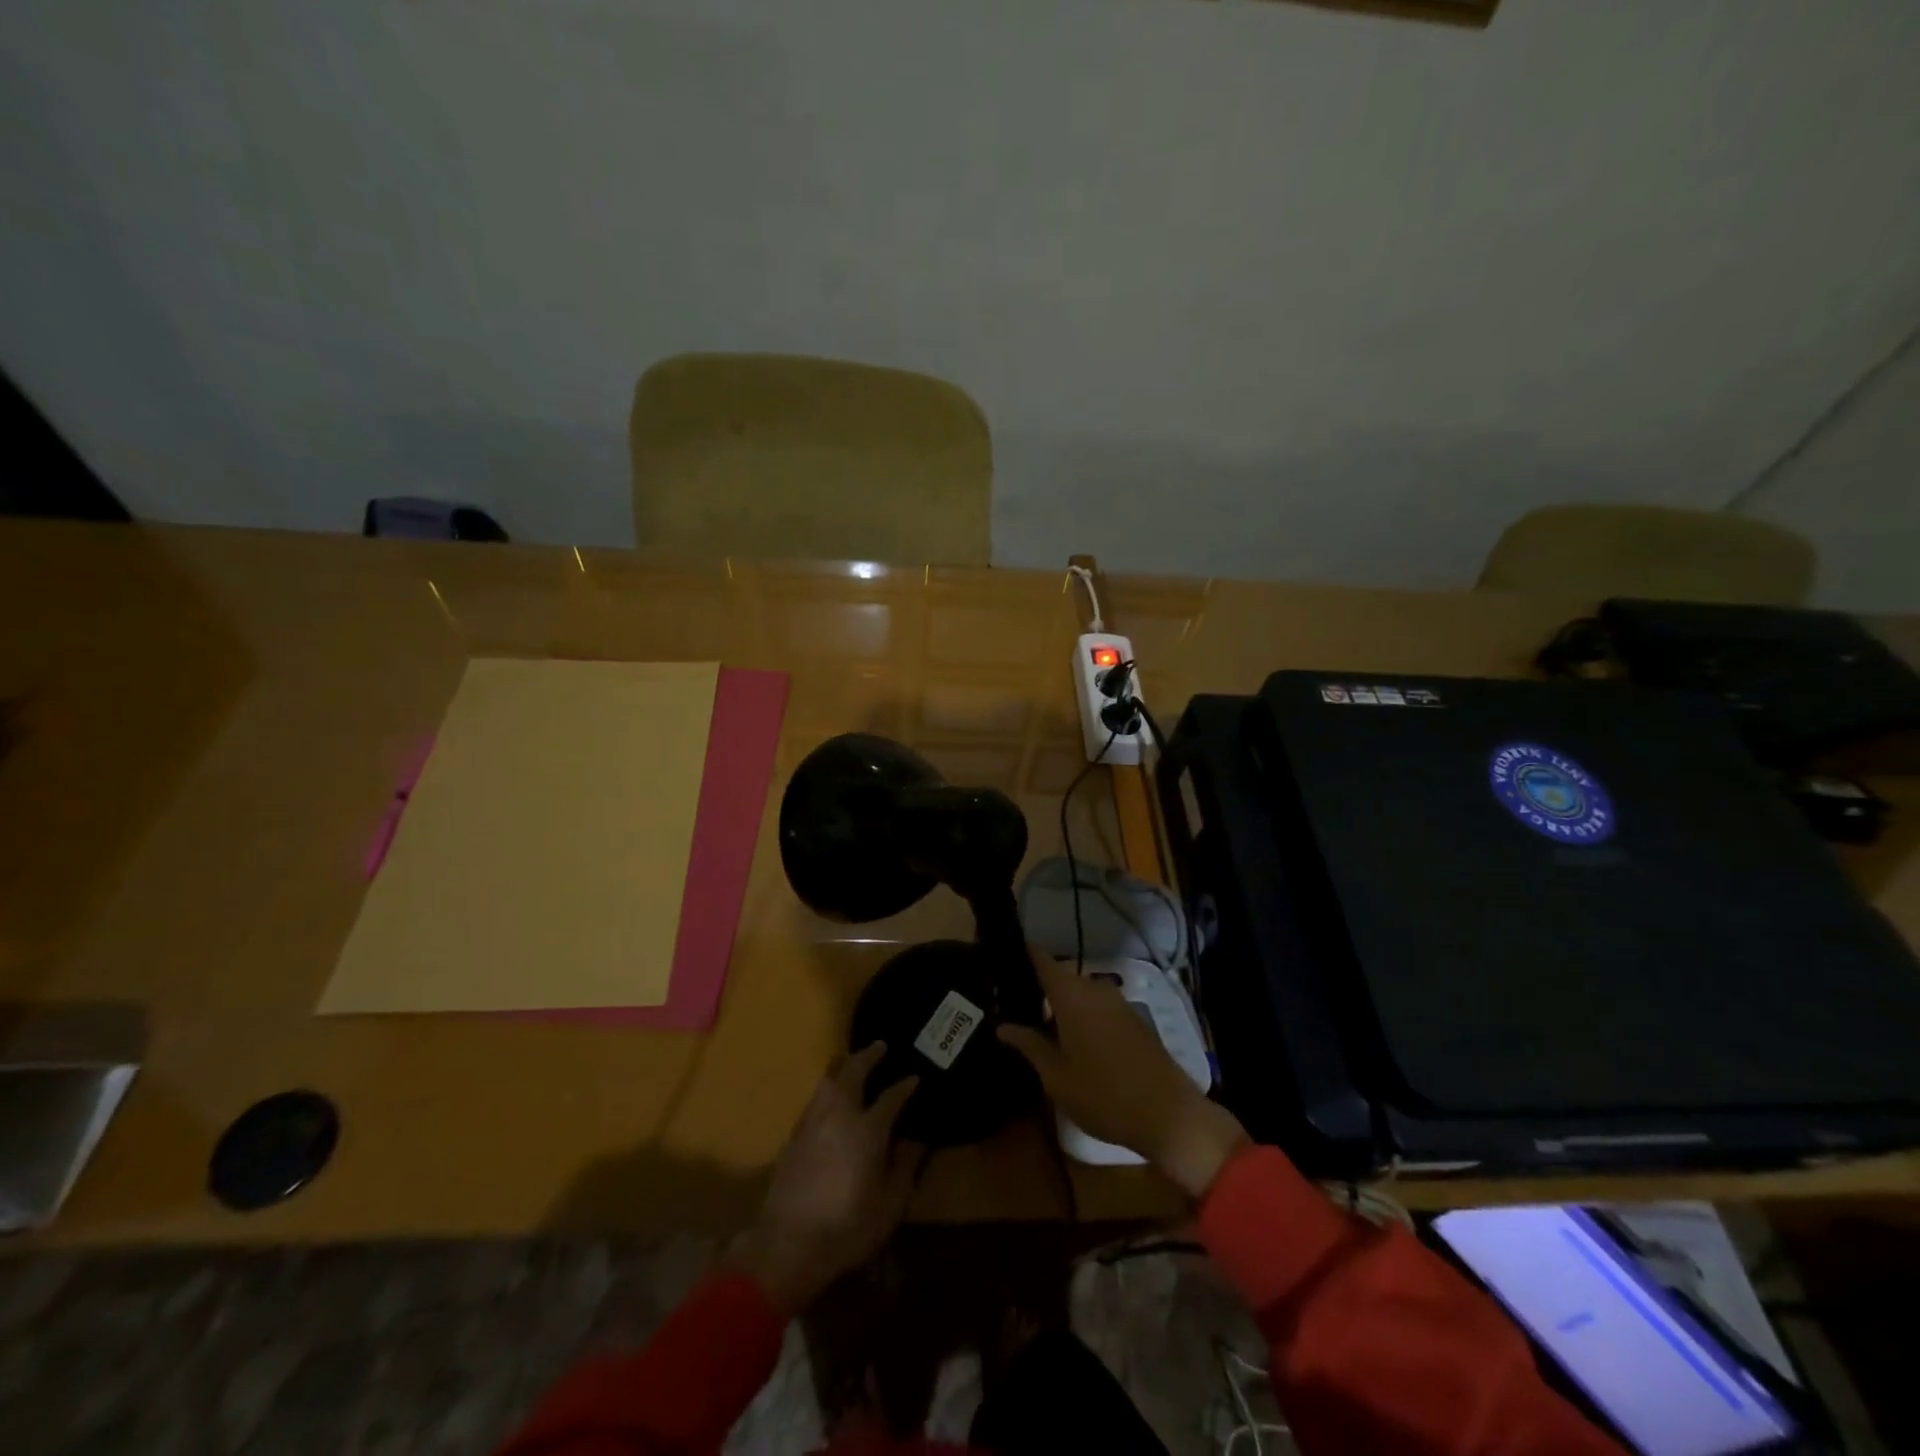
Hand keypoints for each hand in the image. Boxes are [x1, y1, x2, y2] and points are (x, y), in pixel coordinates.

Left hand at [727, 1043, 923, 1314]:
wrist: (788, 1245)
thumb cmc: (847, 1227)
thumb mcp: (890, 1205)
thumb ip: (905, 1167)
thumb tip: (915, 1140)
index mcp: (867, 1129)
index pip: (891, 1097)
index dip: (905, 1085)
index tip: (915, 1078)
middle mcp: (839, 1114)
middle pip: (853, 1072)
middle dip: (869, 1056)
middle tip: (880, 1046)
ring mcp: (812, 1123)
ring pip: (828, 1081)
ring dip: (844, 1067)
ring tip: (853, 1064)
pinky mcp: (793, 1137)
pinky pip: (815, 1100)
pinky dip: (828, 1089)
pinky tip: (831, 1099)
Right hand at [999, 948, 1249, 1199]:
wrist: (1170, 1115)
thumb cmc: (1104, 1095)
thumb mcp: (1057, 1077)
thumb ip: (1029, 1045)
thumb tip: (1003, 1026)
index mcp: (1072, 996)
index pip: (1042, 960)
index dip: (1022, 954)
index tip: (1001, 958)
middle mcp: (1095, 989)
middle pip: (1061, 978)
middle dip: (1039, 989)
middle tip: (1013, 1007)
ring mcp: (1118, 1003)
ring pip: (1080, 994)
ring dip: (1062, 1006)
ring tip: (1039, 1029)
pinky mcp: (1134, 1020)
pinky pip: (1098, 1007)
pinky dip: (1082, 1016)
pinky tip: (1072, 1043)